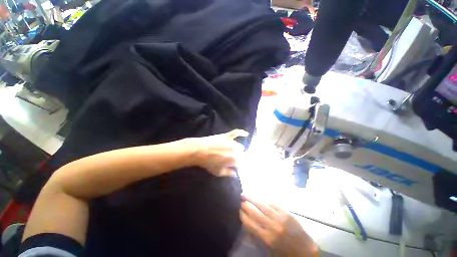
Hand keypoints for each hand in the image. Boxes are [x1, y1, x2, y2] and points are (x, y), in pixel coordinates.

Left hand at [192, 129, 247, 176]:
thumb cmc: (208, 163)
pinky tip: (246, 134)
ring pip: (240, 146)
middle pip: (242, 155)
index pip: (241, 164)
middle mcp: (236, 151)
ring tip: (231, 152)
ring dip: (238, 150)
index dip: (238, 166)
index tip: (235, 167)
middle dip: (238, 158)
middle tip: (231, 160)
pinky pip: (236, 132)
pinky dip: (242, 133)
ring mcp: (232, 142)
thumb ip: (229, 173)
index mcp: (235, 160)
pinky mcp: (227, 136)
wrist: (200, 150)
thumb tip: (235, 174)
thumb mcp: (218, 172)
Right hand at [240, 195, 318, 256]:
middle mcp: (272, 227)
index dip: (243, 216)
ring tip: (245, 194)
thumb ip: (258, 236)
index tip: (239, 211)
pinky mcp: (286, 213)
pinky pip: (273, 203)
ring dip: (253, 199)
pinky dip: (265, 199)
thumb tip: (247, 224)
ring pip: (262, 205)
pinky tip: (260, 197)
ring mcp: (279, 218)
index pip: (250, 224)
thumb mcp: (269, 249)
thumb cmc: (285, 252)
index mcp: (267, 238)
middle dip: (246, 205)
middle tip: (240, 199)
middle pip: (255, 213)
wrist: (305, 251)